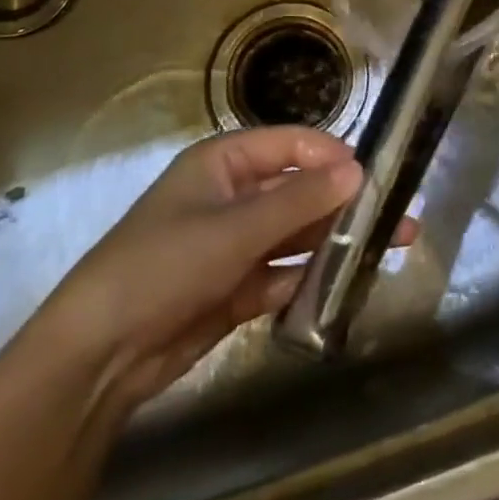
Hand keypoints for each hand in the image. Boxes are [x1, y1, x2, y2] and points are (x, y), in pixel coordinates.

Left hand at [21, 126, 412, 411]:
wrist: (100, 355)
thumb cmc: (164, 265)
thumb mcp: (234, 229)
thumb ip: (298, 201)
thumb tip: (358, 169)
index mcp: (223, 163)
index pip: (289, 144)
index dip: (331, 155)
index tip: (374, 174)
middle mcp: (232, 197)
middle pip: (298, 190)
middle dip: (344, 202)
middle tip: (398, 215)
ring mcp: (234, 244)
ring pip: (295, 234)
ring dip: (335, 240)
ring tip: (389, 247)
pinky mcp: (235, 288)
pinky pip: (283, 274)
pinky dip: (309, 278)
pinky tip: (346, 283)